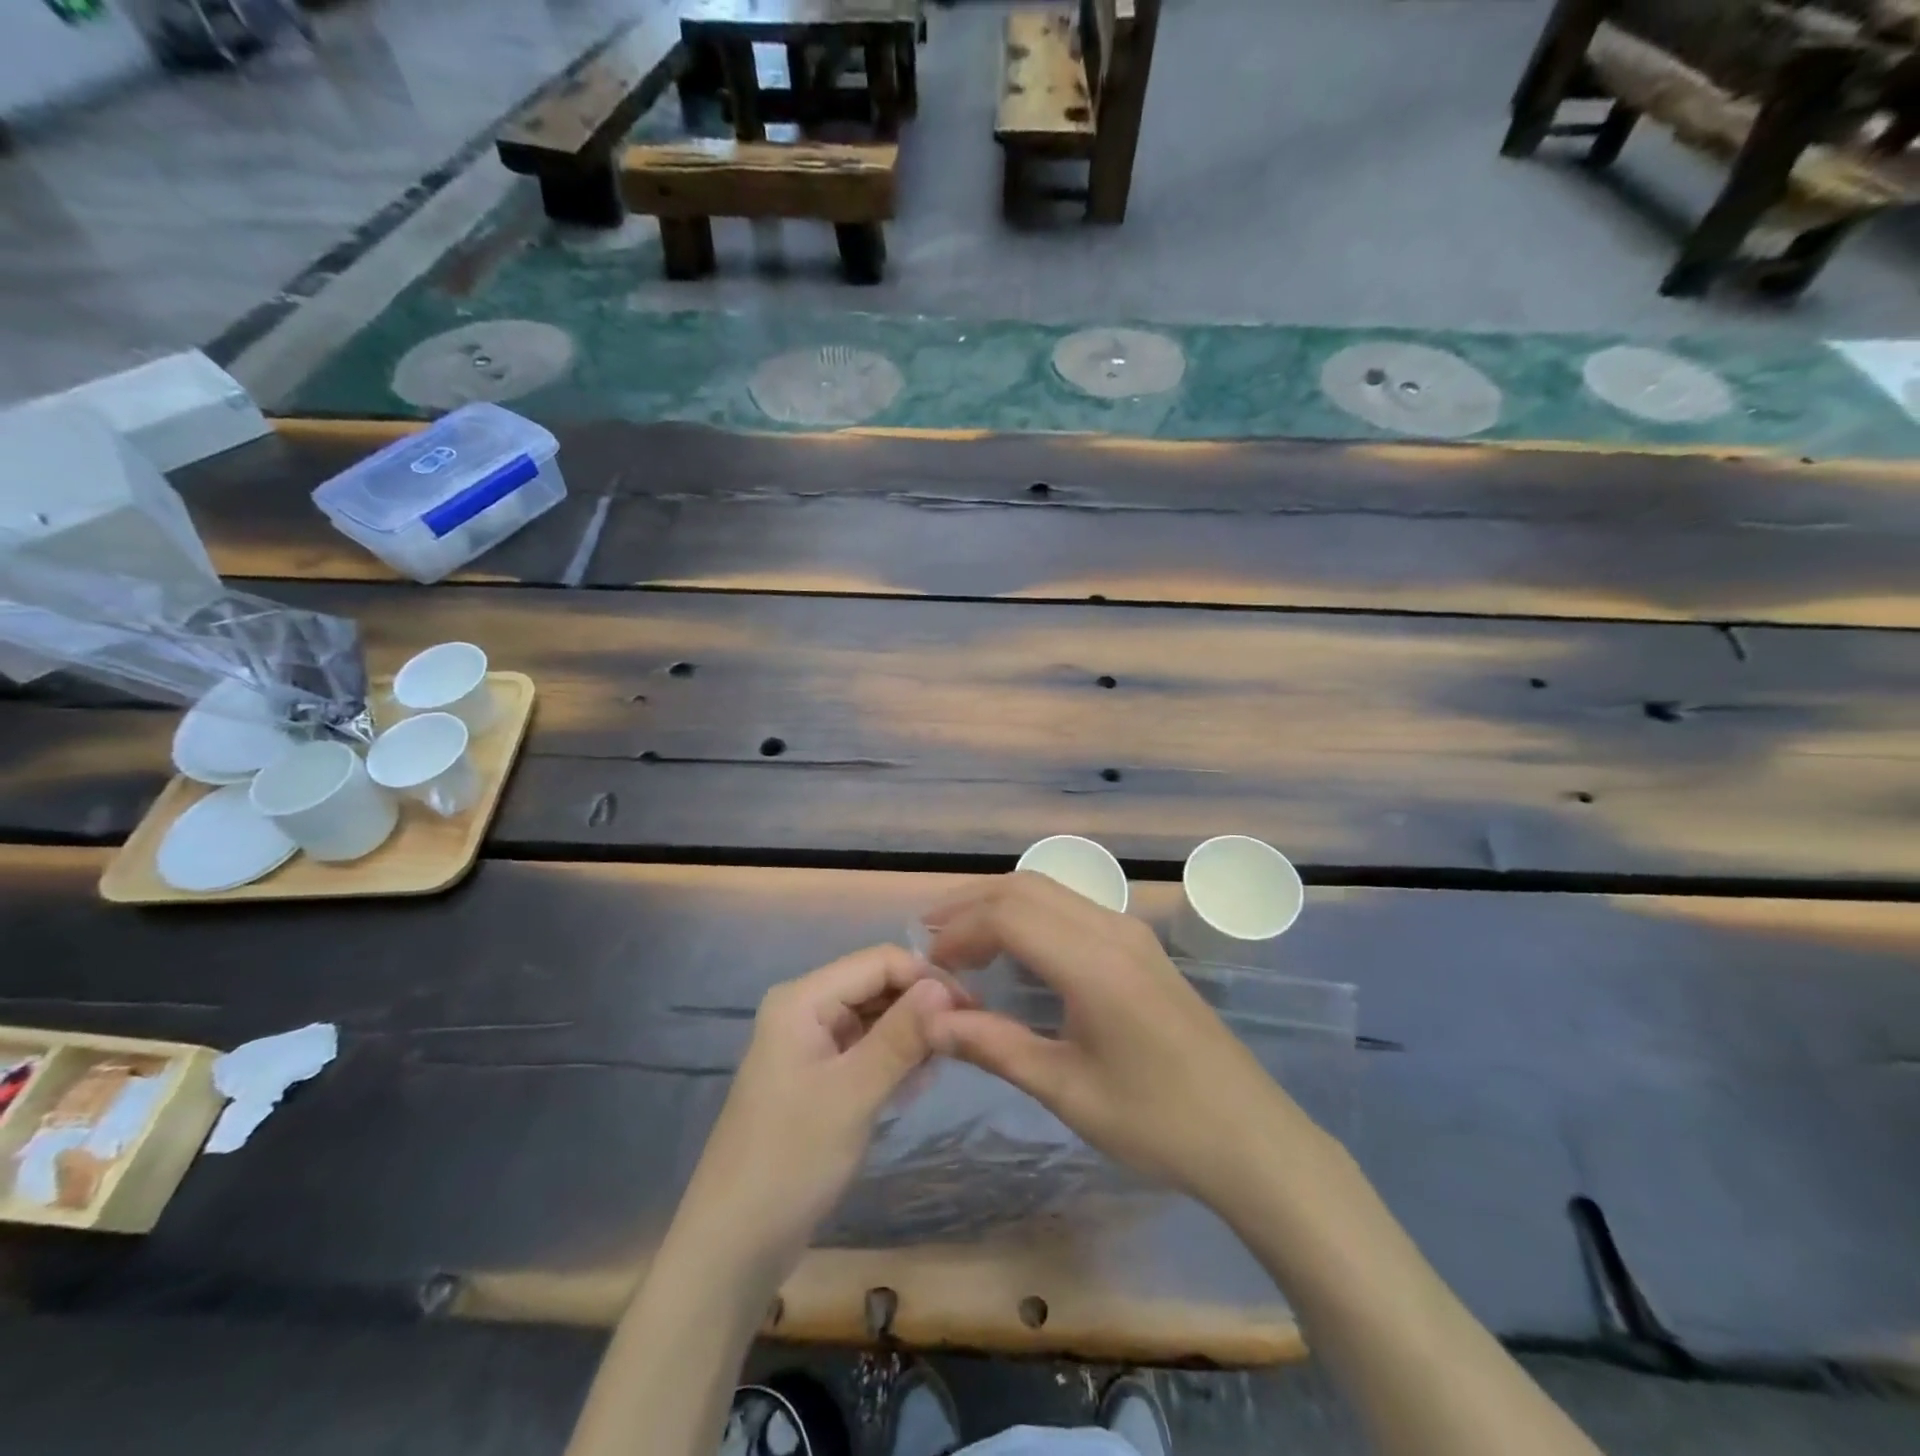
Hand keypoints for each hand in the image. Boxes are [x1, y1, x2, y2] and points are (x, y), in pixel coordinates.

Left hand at [669, 946, 957, 1286]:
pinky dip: (894, 1060)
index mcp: (803, 999)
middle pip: (877, 985)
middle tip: (964, 1041)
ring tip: (941, 1067)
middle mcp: (805, 1009)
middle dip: (921, 1006)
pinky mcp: (819, 1075)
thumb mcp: (853, 1095)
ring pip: (875, 1017)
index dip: (927, 977)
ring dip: (911, 1035)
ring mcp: (811, 1043)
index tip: (971, 1009)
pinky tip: (915, 1086)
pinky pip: (866, 1048)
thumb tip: (946, 986)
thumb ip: (900, 1036)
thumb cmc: (791, 1161)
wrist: (734, 1245)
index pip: (879, 961)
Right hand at [921, 873, 1305, 1206]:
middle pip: (1027, 887)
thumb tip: (930, 1022)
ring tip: (961, 939)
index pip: (1008, 915)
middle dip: (972, 904)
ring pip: (1051, 891)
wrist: (1252, 1137)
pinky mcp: (1141, 946)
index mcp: (1093, 962)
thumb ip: (994, 1046)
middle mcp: (1112, 930)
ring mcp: (1131, 933)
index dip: (959, 931)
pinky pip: (1072, 908)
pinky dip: (1031, 914)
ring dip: (1001, 904)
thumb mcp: (1066, 1090)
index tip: (928, 967)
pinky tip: (1015, 949)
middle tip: (930, 937)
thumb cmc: (1157, 1122)